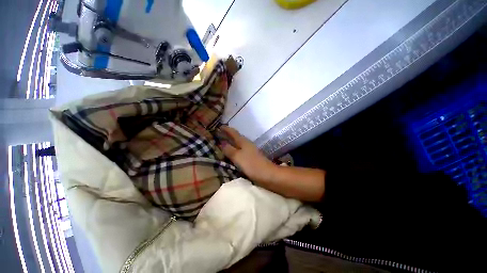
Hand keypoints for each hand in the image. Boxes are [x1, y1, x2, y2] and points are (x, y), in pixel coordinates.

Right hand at [218, 126, 277, 183]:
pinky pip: (240, 150)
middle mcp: (246, 144)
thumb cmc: (252, 164)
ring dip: (230, 142)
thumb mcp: (238, 157)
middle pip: (235, 137)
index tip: (218, 126)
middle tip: (218, 134)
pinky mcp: (251, 157)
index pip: (233, 132)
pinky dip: (234, 149)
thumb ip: (229, 150)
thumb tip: (221, 143)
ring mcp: (250, 150)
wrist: (268, 174)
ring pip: (238, 143)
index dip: (226, 129)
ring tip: (222, 142)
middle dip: (227, 135)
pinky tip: (231, 152)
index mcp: (243, 141)